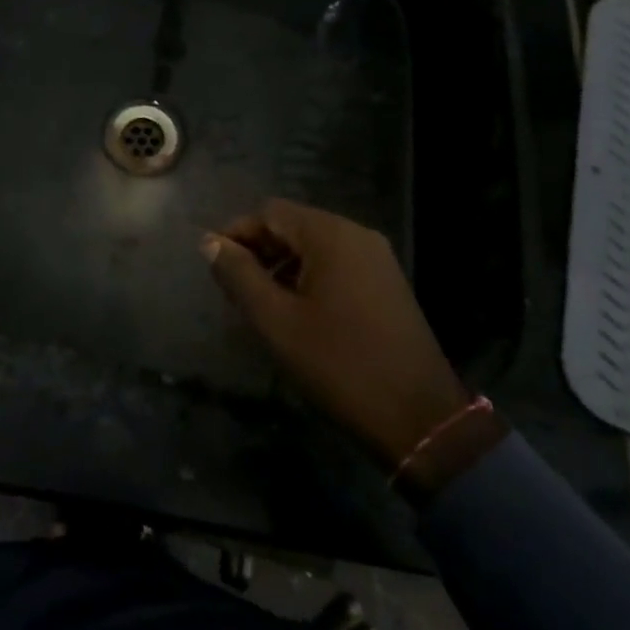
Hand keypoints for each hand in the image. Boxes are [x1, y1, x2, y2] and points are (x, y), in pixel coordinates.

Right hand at [204, 200, 468, 469]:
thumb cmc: (339, 364)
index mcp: (330, 235)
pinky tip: (296, 311)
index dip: (236, 232)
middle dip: (259, 249)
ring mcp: (377, 259)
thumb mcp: (276, 321)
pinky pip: (337, 264)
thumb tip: (209, 242)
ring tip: (260, 302)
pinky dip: (309, 276)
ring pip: (314, 246)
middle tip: (233, 287)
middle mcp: (356, 234)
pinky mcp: (387, 283)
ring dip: (282, 264)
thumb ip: (239, 275)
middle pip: (293, 225)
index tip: (214, 265)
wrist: (420, 417)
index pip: (269, 212)